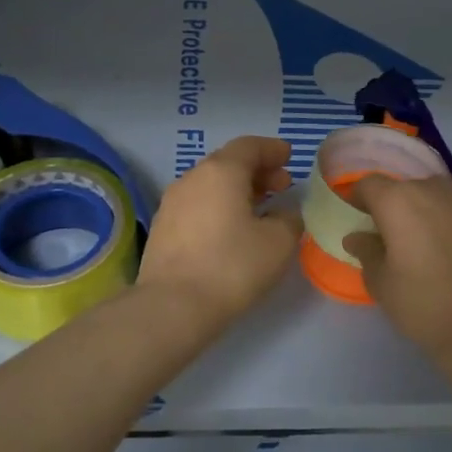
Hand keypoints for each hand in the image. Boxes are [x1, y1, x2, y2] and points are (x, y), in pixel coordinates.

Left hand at [136, 136, 301, 324]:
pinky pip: (197, 204)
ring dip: (237, 190)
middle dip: (257, 171)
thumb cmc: (232, 266)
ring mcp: (172, 203)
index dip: (272, 149)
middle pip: (228, 162)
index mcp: (221, 171)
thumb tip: (285, 212)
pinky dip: (218, 206)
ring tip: (259, 209)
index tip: (289, 157)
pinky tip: (231, 229)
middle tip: (281, 186)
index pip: (249, 146)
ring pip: (210, 185)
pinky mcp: (162, 228)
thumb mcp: (278, 242)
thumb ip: (289, 218)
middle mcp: (192, 178)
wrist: (172, 306)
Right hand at [342, 171, 451, 360]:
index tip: (361, 220)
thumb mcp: (381, 284)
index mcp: (397, 202)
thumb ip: (366, 252)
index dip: (360, 199)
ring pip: (442, 186)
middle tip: (398, 240)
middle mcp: (433, 188)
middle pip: (406, 187)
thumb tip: (357, 236)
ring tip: (434, 233)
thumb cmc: (424, 305)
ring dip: (431, 203)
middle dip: (397, 207)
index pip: (369, 185)